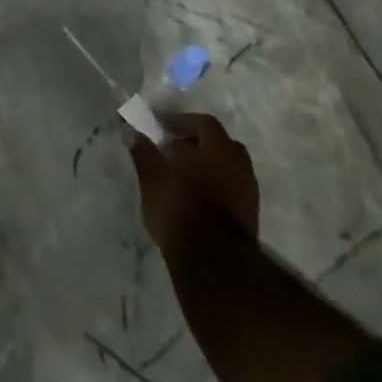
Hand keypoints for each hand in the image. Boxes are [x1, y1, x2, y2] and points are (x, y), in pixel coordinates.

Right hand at [127, 112, 260, 258]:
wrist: (212, 259)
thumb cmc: (179, 207)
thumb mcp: (152, 177)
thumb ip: (143, 152)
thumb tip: (131, 132)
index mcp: (218, 148)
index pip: (204, 122)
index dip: (182, 122)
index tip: (163, 128)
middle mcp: (239, 164)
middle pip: (220, 144)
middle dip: (197, 144)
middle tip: (174, 151)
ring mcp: (248, 190)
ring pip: (227, 167)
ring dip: (207, 167)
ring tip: (182, 178)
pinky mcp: (250, 214)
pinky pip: (231, 188)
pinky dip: (215, 186)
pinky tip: (196, 199)